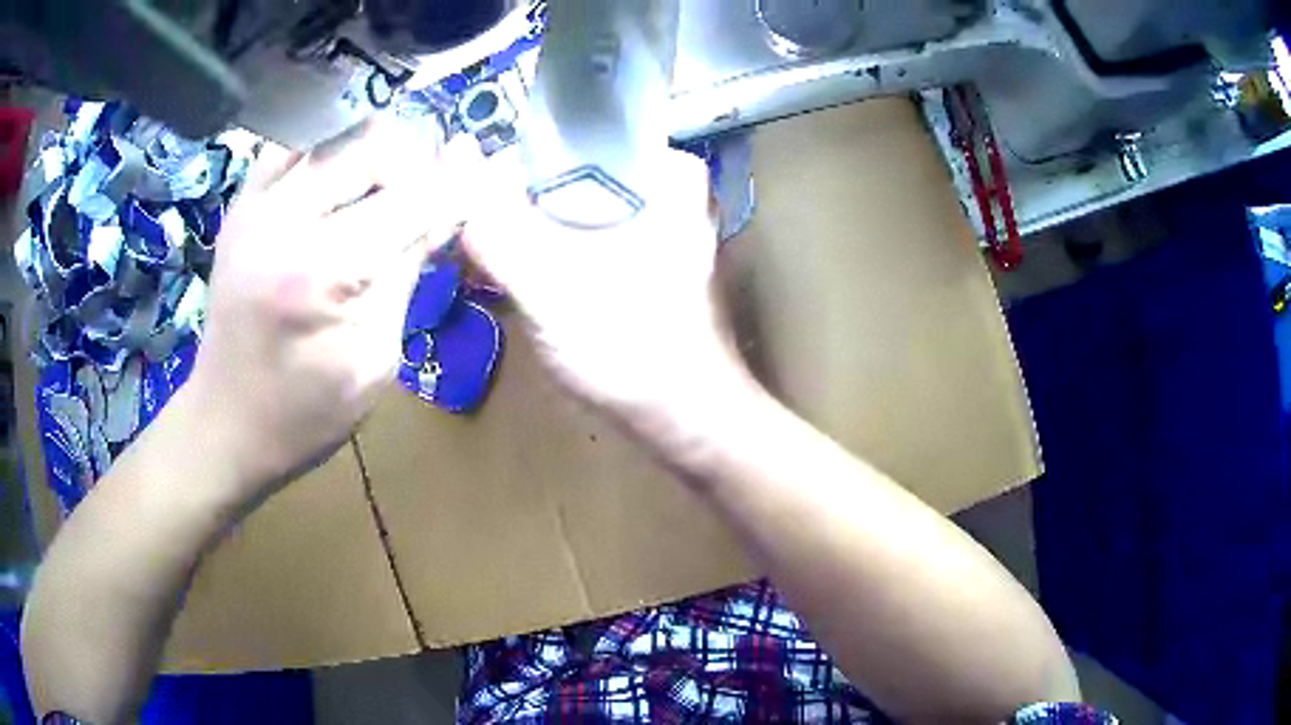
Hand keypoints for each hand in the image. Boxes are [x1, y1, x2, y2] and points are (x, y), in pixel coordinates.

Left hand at [186, 121, 481, 498]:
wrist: (225, 423)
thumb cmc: (304, 413)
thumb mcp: (375, 358)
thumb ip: (410, 269)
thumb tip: (455, 204)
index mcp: (320, 268)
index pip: (414, 195)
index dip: (458, 188)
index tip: (486, 188)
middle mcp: (283, 215)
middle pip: (376, 142)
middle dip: (417, 165)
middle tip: (426, 204)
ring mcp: (256, 200)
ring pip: (341, 130)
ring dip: (377, 155)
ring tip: (384, 198)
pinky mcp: (242, 200)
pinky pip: (301, 143)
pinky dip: (333, 153)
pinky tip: (340, 188)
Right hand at [464, 149, 752, 427]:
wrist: (690, 423)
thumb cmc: (632, 350)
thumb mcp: (551, 283)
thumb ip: (496, 223)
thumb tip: (453, 154)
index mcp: (662, 170)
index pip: (567, 137)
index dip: (510, 164)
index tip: (469, 199)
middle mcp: (665, 188)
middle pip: (568, 172)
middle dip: (513, 201)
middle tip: (469, 235)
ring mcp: (657, 226)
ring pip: (571, 206)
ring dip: (524, 228)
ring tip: (482, 260)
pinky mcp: (643, 260)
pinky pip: (582, 235)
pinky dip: (546, 250)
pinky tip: (514, 277)